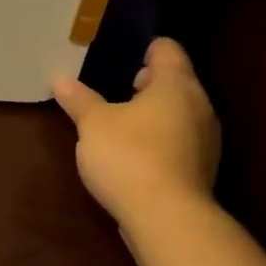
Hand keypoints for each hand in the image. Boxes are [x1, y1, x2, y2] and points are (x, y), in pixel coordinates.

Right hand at [51, 37, 220, 228]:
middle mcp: (199, 106)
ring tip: (119, 122)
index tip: (120, 53)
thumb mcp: (93, 124)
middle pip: (175, 81)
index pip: (167, 49)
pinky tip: (133, 154)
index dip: (144, 47)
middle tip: (113, 88)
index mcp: (176, 84)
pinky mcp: (201, 169)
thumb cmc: (129, 156)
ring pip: (179, 113)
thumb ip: (79, 99)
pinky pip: (179, 141)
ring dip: (153, 114)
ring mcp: (205, 140)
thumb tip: (60, 78)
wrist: (166, 219)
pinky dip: (159, 139)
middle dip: (146, 83)